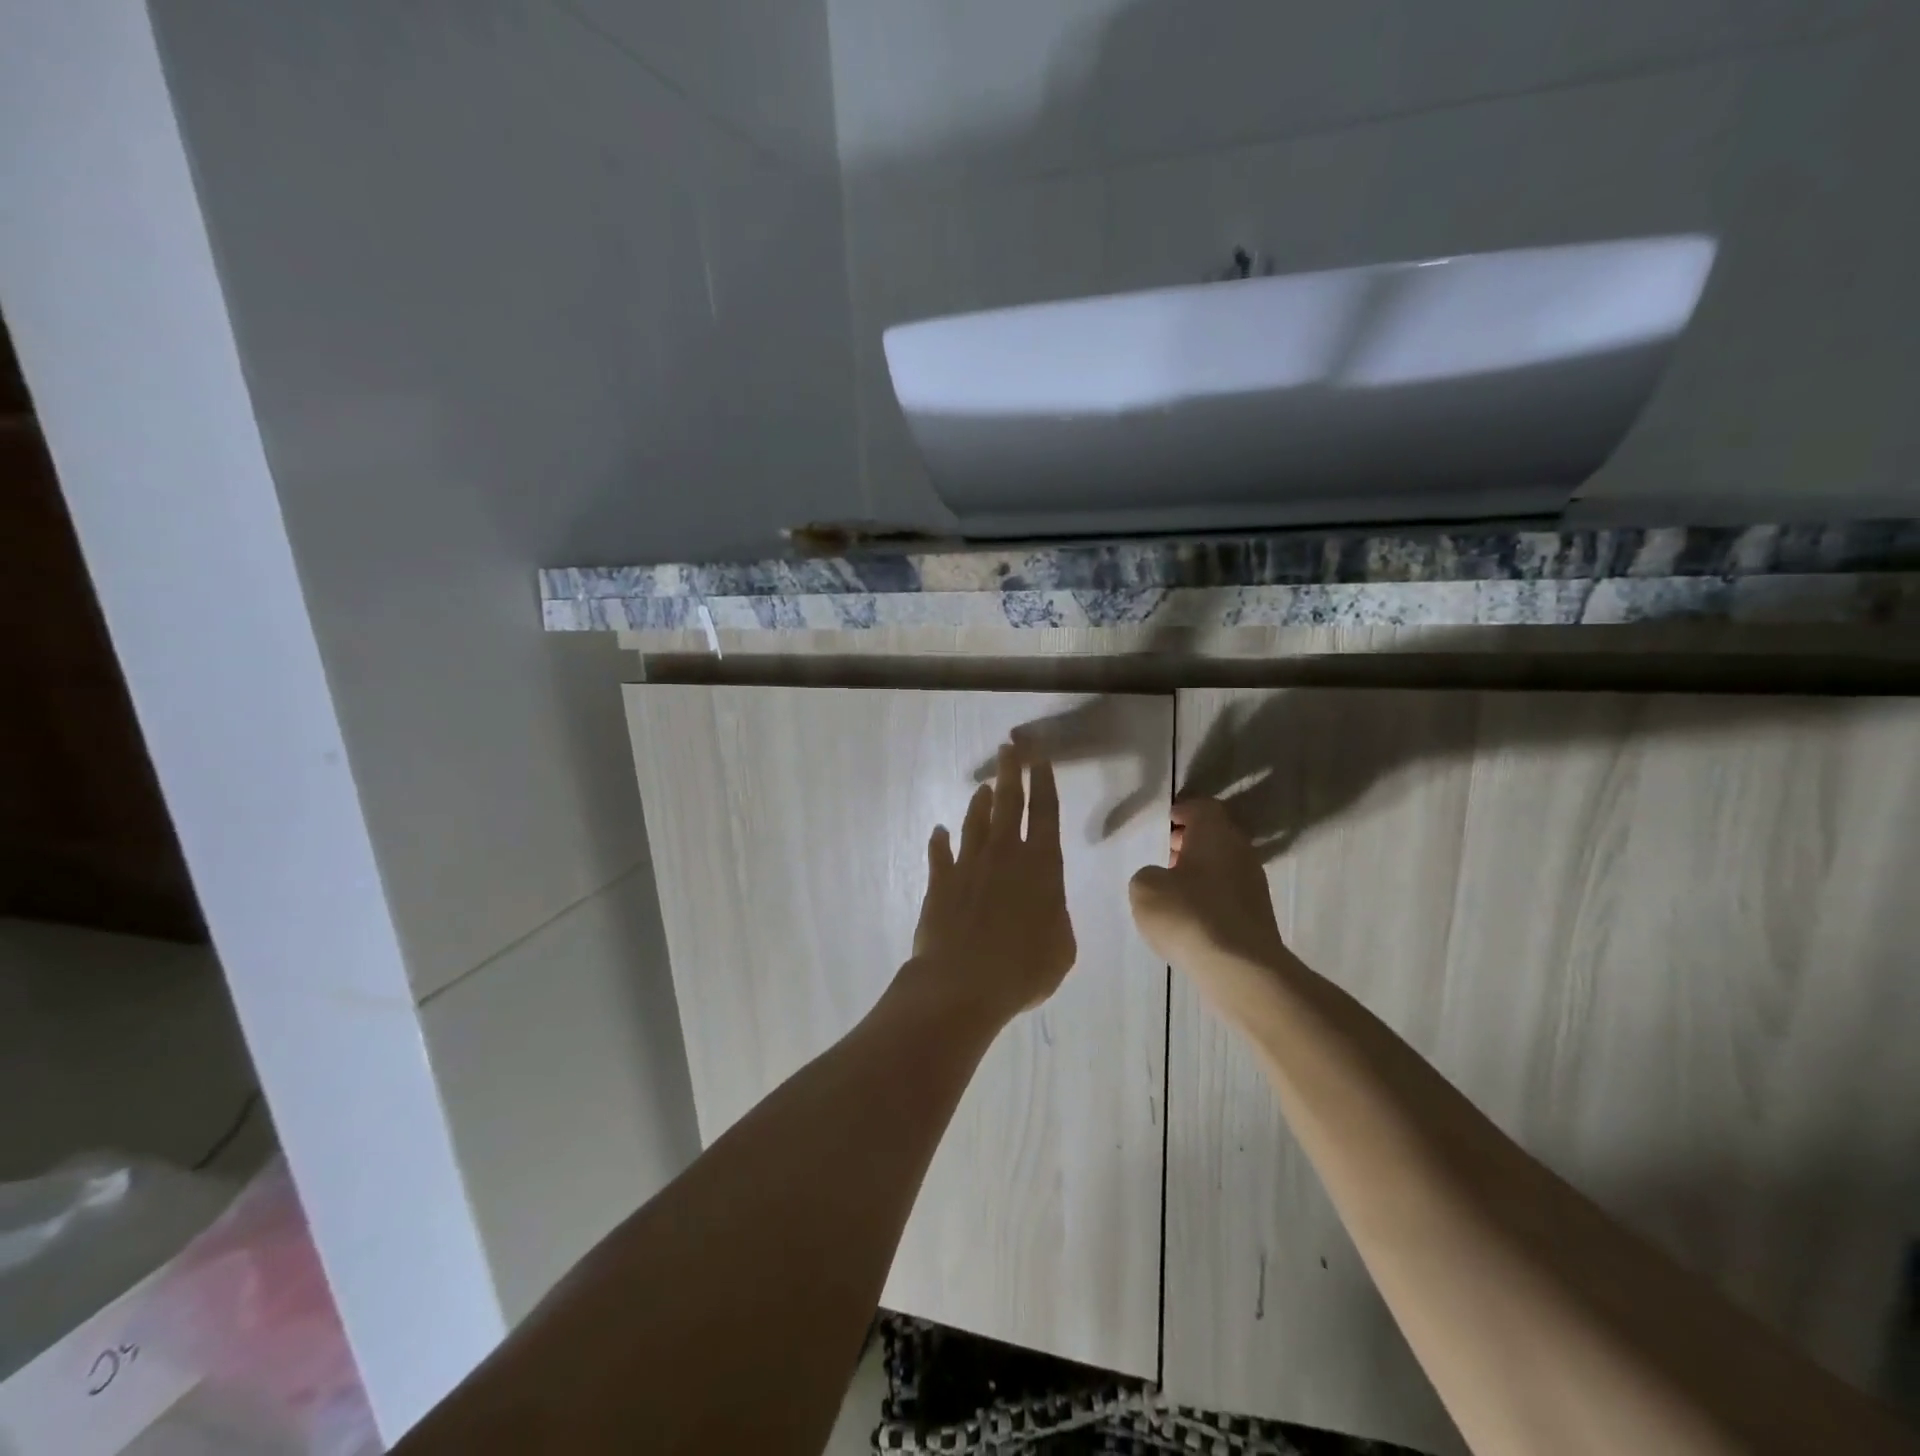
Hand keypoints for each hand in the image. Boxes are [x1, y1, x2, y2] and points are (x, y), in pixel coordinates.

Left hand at [909, 744, 1077, 1024]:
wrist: (962, 984)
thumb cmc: (1023, 969)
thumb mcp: (1061, 948)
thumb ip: (1056, 917)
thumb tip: (1045, 905)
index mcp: (1041, 867)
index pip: (1046, 814)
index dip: (1044, 783)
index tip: (1040, 758)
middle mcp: (1005, 856)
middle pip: (1009, 804)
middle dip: (1011, 772)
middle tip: (1009, 747)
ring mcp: (968, 866)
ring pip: (975, 823)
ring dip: (979, 804)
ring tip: (983, 787)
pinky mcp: (940, 883)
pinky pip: (939, 855)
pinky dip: (939, 841)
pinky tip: (937, 831)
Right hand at [1129, 798, 1290, 1015]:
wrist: (1240, 969)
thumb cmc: (1189, 915)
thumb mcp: (1145, 888)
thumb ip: (1147, 873)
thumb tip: (1159, 877)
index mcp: (1215, 834)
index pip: (1202, 807)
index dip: (1181, 811)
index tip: (1163, 821)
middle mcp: (1240, 851)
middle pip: (1214, 835)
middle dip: (1187, 840)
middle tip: (1162, 852)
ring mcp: (1253, 884)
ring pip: (1221, 864)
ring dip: (1197, 869)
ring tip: (1170, 886)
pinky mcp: (1256, 914)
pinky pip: (1227, 892)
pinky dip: (1208, 894)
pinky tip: (1188, 914)